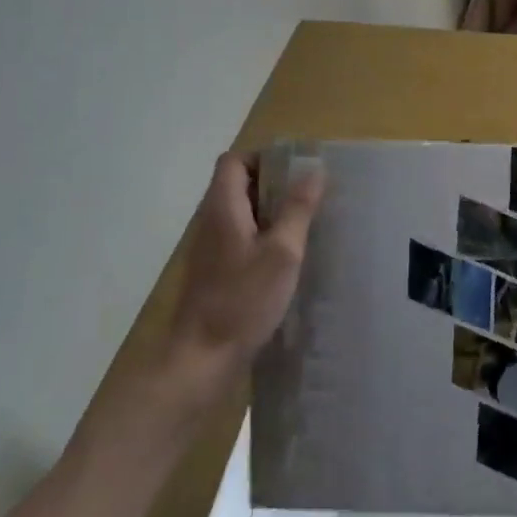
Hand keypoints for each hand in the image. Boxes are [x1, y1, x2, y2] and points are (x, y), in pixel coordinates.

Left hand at [157, 152, 323, 411]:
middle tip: (310, 198)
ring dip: (271, 213)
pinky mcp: (216, 271)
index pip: (234, 161)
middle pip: (238, 185)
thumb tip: (315, 170)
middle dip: (274, 185)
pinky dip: (263, 237)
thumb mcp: (282, 252)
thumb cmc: (243, 300)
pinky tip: (288, 259)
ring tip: (305, 225)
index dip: (264, 158)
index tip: (297, 172)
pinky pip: (241, 238)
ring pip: (241, 213)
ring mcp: (211, 248)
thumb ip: (297, 208)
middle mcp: (211, 221)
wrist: (202, 358)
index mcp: (223, 208)